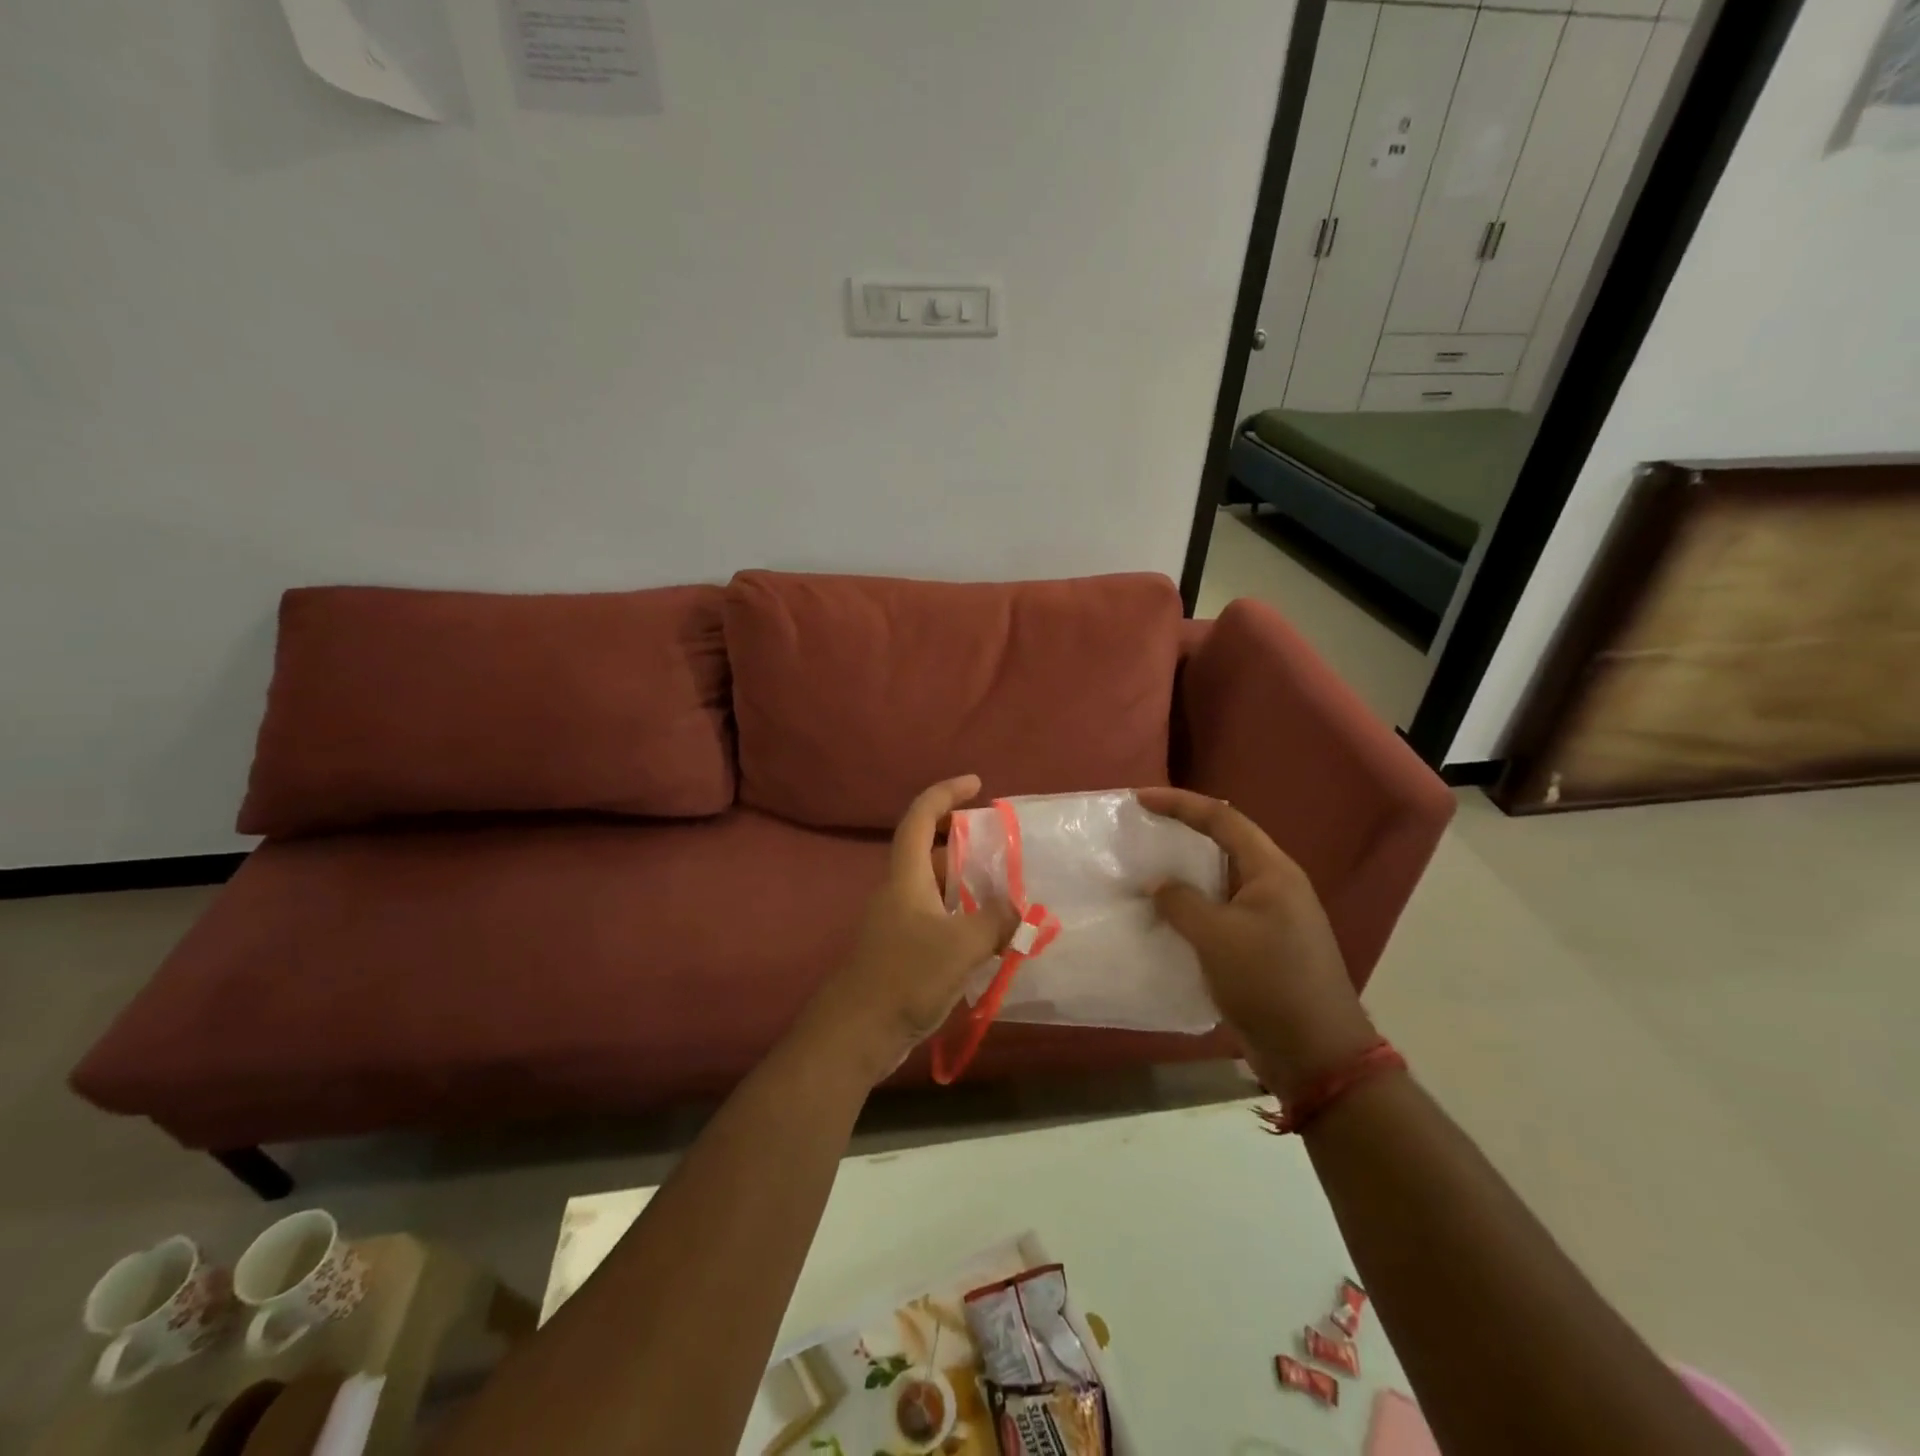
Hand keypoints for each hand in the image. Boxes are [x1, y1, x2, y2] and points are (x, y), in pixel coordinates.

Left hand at [802, 775, 1016, 1084]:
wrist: (855, 1033)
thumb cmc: (905, 977)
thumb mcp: (961, 945)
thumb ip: (996, 921)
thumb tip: (1021, 910)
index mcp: (907, 876)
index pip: (921, 817)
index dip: (946, 793)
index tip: (977, 784)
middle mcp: (900, 891)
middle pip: (930, 851)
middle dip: (964, 841)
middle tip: (1001, 846)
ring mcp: (898, 923)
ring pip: (936, 888)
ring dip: (968, 884)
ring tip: (1007, 891)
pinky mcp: (902, 952)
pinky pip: (937, 919)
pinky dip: (963, 917)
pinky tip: (990, 937)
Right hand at [1138, 787, 1377, 1099]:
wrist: (1316, 1054)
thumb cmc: (1268, 983)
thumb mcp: (1217, 937)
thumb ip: (1182, 902)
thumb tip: (1157, 884)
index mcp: (1272, 871)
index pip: (1223, 819)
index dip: (1180, 804)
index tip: (1140, 799)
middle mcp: (1274, 885)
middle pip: (1224, 843)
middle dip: (1182, 833)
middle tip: (1141, 831)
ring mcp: (1270, 917)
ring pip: (1220, 880)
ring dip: (1184, 874)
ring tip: (1144, 871)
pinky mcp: (1261, 946)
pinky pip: (1220, 912)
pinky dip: (1192, 908)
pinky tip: (1164, 918)